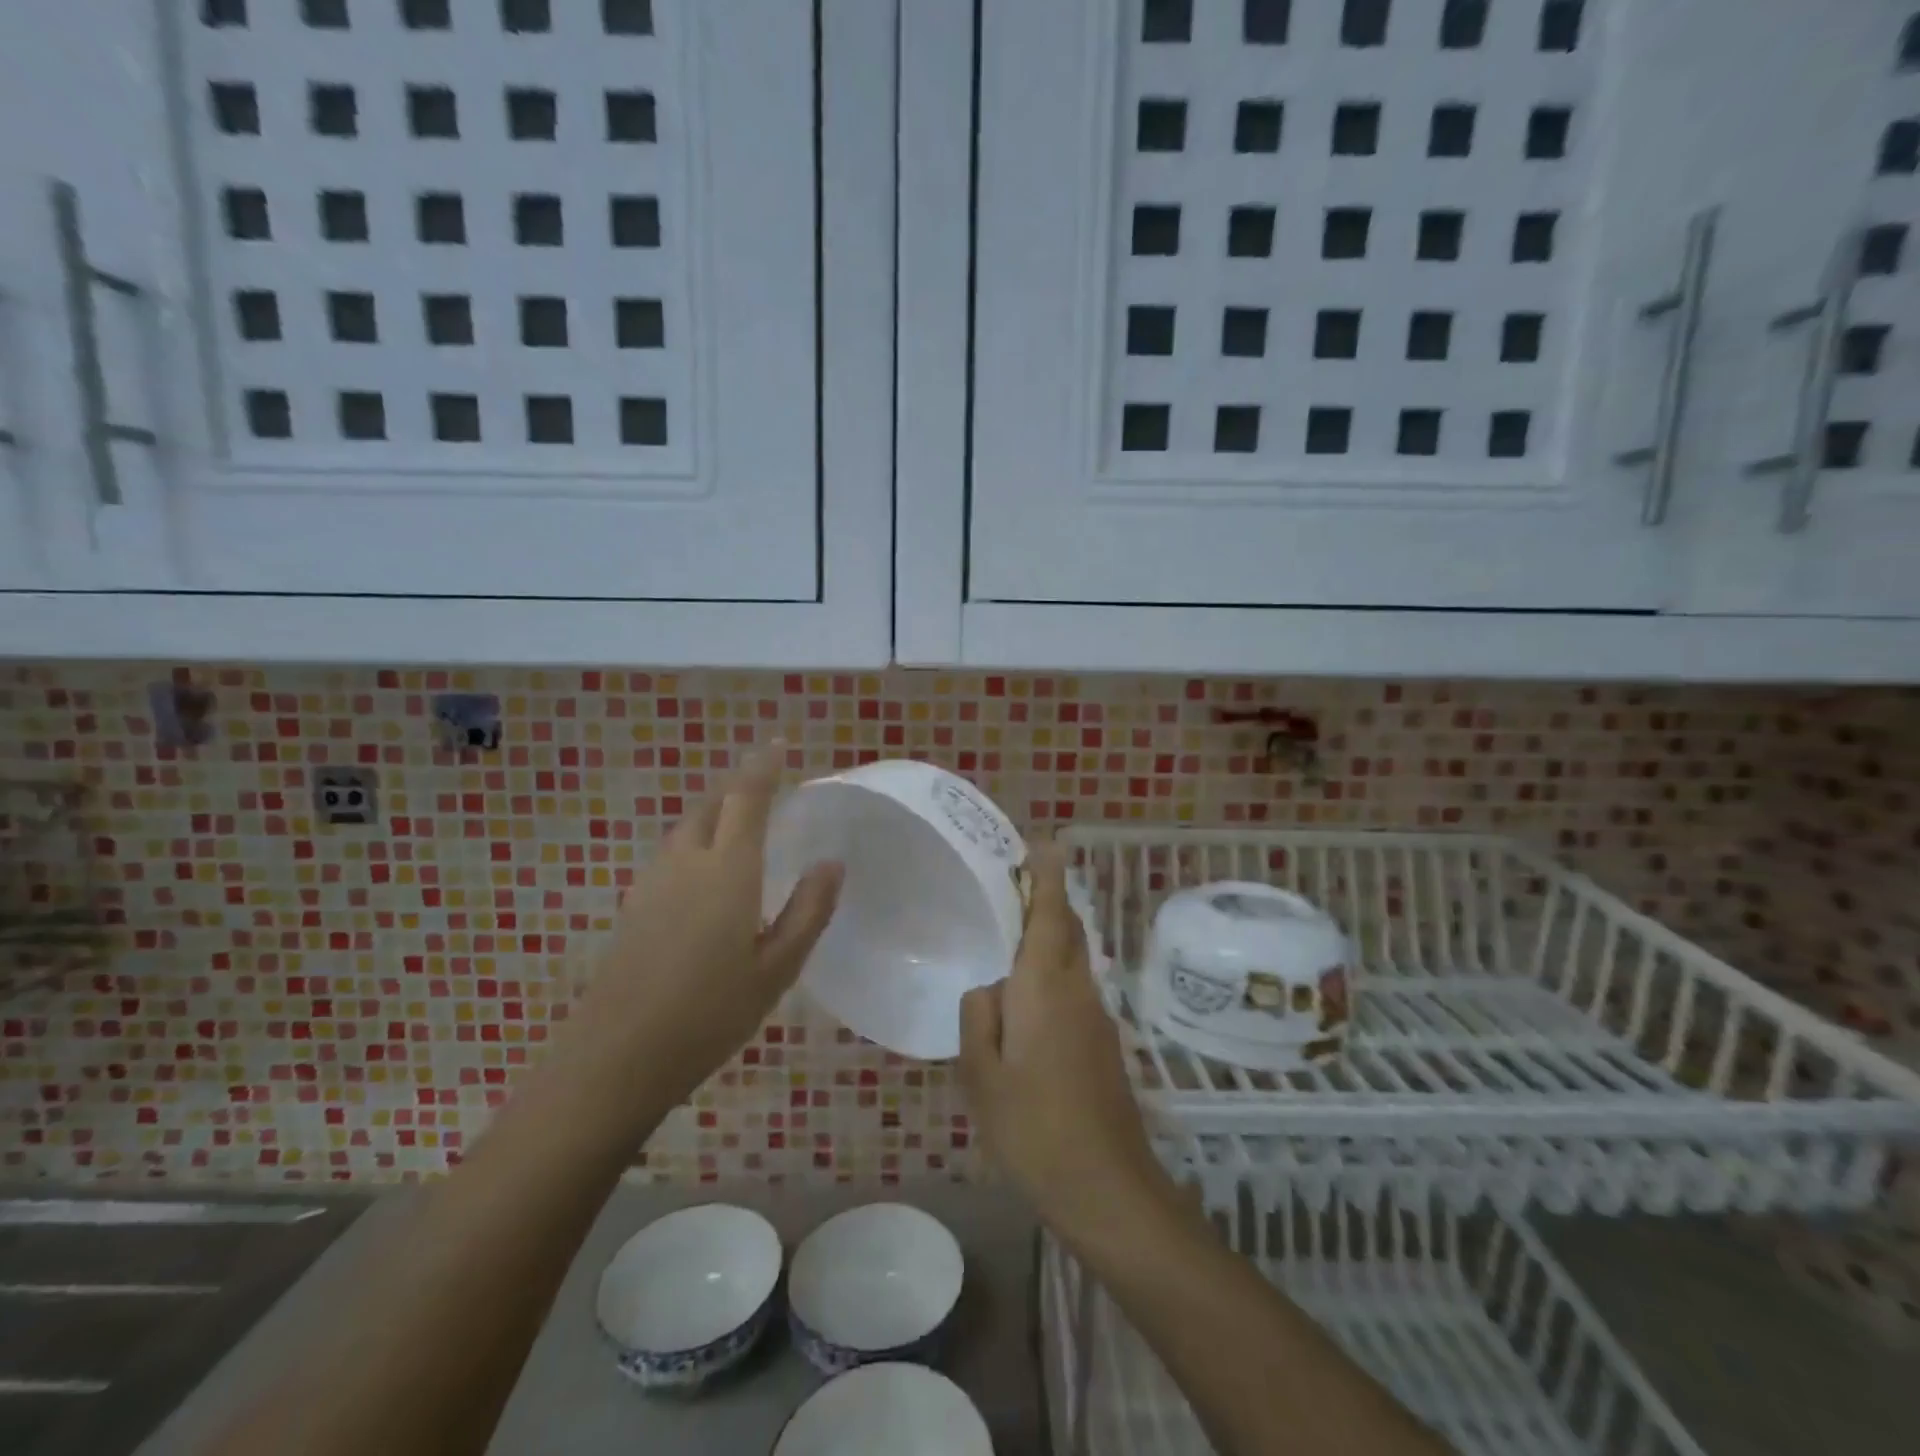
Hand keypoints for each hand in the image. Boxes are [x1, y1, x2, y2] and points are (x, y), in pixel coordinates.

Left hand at [572, 744, 841, 1105]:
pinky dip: (697, 841)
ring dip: (715, 812)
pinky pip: (672, 854)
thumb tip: (831, 863)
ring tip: (740, 820)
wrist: (615, 1058)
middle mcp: (686, 863)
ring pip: (688, 829)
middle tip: (764, 781)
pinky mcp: (634, 907)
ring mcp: (652, 884)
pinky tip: (705, 871)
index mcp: (727, 870)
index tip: (778, 744)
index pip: (746, 798)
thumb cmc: (710, 1013)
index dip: (763, 767)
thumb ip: (808, 911)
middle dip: (737, 785)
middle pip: (711, 806)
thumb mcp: (777, 968)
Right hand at [959, 843, 1172, 1245]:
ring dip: (1050, 934)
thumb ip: (980, 1017)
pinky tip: (1026, 1000)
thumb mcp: (983, 1075)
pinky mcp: (1103, 1043)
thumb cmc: (1034, 1129)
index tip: (1043, 842)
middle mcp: (1077, 991)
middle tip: (1015, 882)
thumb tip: (990, 989)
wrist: (1108, 1188)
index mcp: (1045, 988)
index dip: (1048, 875)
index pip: (1051, 915)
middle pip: (1067, 929)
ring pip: (1072, 959)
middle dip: (1049, 898)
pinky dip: (1053, 972)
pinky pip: (1074, 989)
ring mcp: (1096, 1017)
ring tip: (1011, 933)